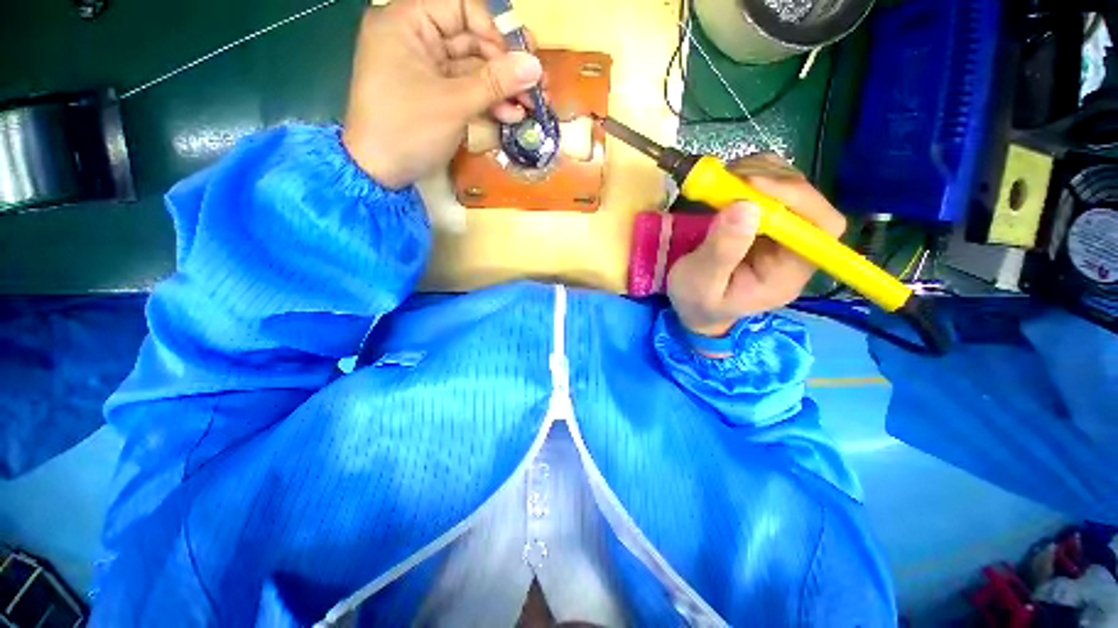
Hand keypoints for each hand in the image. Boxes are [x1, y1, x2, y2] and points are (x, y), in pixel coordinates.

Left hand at [342, 0, 543, 187]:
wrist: (380, 173)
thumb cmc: (408, 130)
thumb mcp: (454, 103)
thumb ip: (496, 82)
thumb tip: (535, 66)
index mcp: (407, 22)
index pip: (461, 6)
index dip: (494, 31)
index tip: (519, 60)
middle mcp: (416, 38)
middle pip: (471, 39)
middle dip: (506, 66)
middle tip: (537, 86)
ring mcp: (425, 69)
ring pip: (473, 69)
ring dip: (503, 88)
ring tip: (532, 106)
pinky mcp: (434, 95)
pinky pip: (466, 90)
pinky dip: (489, 102)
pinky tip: (512, 117)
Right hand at [667, 154, 846, 337]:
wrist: (692, 307)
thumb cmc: (697, 302)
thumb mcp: (701, 283)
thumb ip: (722, 252)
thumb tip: (745, 205)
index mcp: (788, 272)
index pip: (821, 227)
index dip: (796, 198)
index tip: (751, 185)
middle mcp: (794, 248)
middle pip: (808, 200)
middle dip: (771, 181)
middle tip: (728, 179)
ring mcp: (780, 232)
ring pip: (792, 186)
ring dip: (760, 173)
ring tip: (723, 180)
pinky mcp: (765, 221)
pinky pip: (771, 186)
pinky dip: (752, 173)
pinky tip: (728, 181)